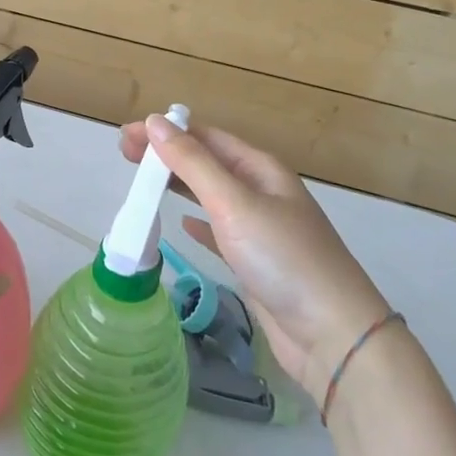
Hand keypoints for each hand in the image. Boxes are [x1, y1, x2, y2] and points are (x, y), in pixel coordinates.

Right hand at [121, 116, 389, 399]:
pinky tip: (181, 223)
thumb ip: (192, 163)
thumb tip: (155, 121)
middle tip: (124, 155)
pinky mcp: (255, 261)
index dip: (166, 132)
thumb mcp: (233, 203)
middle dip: (167, 155)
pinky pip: (219, 230)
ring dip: (177, 184)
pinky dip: (197, 221)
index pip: (205, 137)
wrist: (331, 334)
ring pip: (210, 195)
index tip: (126, 136)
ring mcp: (261, 228)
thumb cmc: (282, 258)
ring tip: (142, 182)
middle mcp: (262, 192)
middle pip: (207, 162)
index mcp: (261, 169)